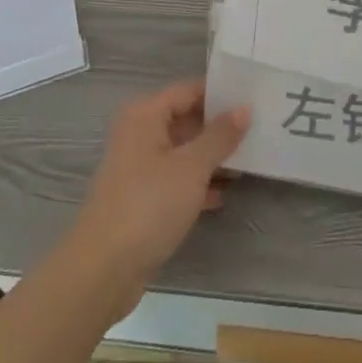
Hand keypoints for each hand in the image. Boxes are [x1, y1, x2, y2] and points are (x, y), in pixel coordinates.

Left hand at [62, 81, 249, 315]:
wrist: (102, 271)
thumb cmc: (149, 205)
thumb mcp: (192, 167)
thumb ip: (220, 136)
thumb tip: (244, 107)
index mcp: (145, 115)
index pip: (189, 90)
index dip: (220, 93)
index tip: (254, 96)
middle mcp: (139, 134)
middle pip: (186, 119)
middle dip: (219, 127)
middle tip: (258, 128)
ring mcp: (139, 168)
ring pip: (183, 151)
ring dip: (212, 157)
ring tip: (250, 159)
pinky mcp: (141, 198)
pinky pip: (176, 179)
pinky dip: (198, 183)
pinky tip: (224, 194)